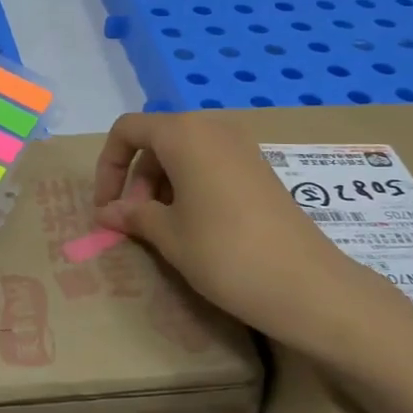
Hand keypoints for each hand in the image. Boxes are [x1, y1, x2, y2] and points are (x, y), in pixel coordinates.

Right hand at [91, 111, 396, 346]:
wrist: (307, 285)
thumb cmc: (225, 253)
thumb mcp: (169, 235)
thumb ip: (133, 215)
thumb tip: (107, 212)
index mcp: (183, 134)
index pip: (128, 130)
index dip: (108, 166)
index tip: (105, 207)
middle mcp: (212, 128)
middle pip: (157, 141)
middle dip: (136, 179)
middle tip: (134, 224)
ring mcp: (241, 147)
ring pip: (183, 154)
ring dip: (161, 186)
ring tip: (162, 230)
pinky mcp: (259, 168)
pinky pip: (210, 164)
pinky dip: (190, 187)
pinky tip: (194, 227)